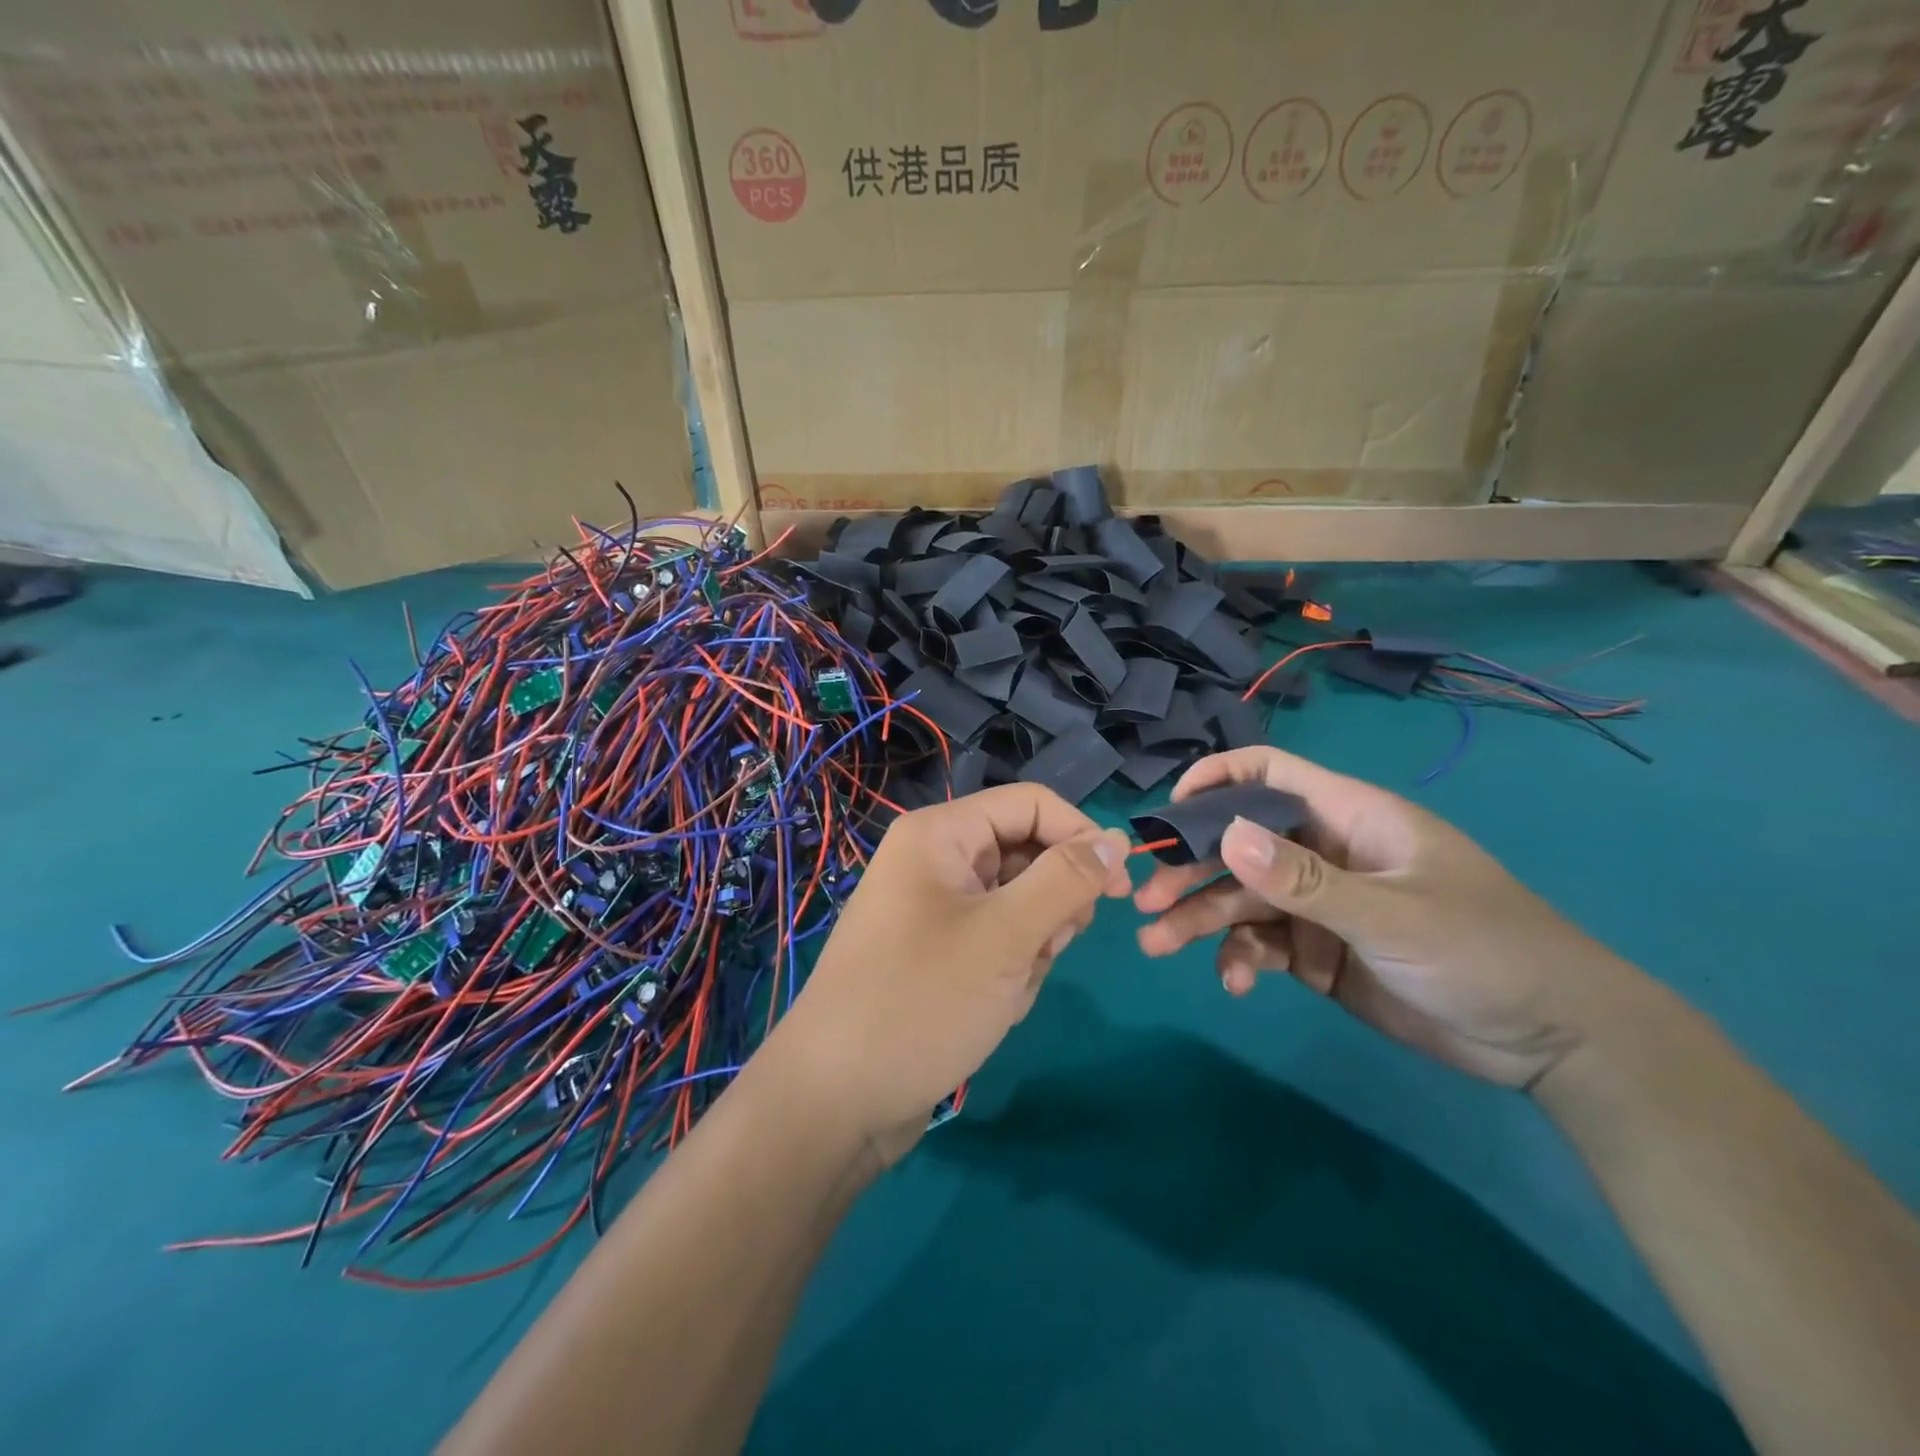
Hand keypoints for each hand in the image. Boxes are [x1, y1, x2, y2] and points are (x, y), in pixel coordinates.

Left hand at [774, 784, 1131, 1160]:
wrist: (836, 1101)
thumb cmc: (922, 1002)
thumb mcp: (1006, 936)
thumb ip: (1066, 880)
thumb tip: (1115, 837)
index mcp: (941, 834)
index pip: (1031, 805)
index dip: (1080, 836)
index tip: (1121, 889)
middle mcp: (935, 861)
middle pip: (1026, 855)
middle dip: (1050, 906)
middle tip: (1045, 950)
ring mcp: (934, 910)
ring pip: (1018, 906)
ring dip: (1032, 948)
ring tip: (1007, 989)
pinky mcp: (937, 953)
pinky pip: (997, 943)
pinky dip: (1009, 973)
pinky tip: (992, 1010)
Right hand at [1134, 746, 1642, 1089]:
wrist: (1553, 1041)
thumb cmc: (1484, 951)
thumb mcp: (1391, 914)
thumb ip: (1305, 880)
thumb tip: (1226, 836)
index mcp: (1348, 818)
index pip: (1268, 773)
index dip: (1214, 780)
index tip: (1168, 813)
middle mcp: (1324, 853)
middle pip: (1238, 844)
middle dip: (1190, 868)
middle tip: (1145, 900)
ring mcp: (1319, 904)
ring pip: (1241, 898)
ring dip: (1199, 918)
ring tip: (1158, 945)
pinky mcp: (1319, 952)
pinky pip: (1263, 944)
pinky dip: (1241, 959)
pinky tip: (1235, 983)